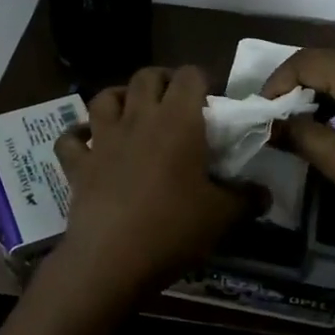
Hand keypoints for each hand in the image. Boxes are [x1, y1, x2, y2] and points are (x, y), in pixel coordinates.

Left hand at [53, 66, 252, 296]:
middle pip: (147, 76)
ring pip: (105, 96)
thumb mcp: (223, 216)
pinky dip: (77, 135)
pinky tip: (86, 140)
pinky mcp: (78, 164)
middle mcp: (139, 118)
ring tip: (132, 112)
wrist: (112, 259)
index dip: (201, 81)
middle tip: (175, 103)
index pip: (190, 76)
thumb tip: (265, 193)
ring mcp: (103, 139)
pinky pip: (70, 139)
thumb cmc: (173, 228)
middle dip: (163, 81)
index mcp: (179, 121)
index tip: (210, 103)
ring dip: (120, 97)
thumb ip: (247, 198)